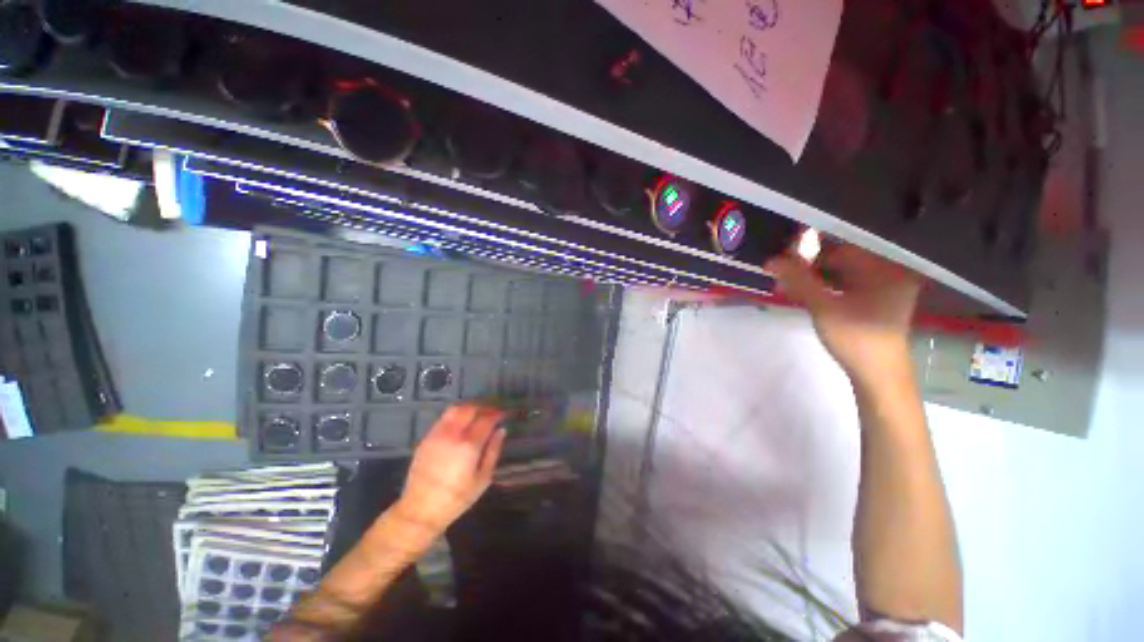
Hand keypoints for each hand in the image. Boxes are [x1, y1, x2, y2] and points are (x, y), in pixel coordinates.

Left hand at [395, 403, 506, 534]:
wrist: (420, 511)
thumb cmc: (457, 498)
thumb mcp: (483, 479)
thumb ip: (493, 451)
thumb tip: (501, 430)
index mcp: (469, 445)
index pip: (487, 419)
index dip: (498, 413)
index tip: (504, 413)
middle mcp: (452, 434)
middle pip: (470, 408)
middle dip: (483, 406)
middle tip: (492, 411)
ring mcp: (437, 435)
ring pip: (454, 409)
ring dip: (468, 408)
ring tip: (477, 414)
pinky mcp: (426, 439)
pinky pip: (443, 419)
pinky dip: (455, 416)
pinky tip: (460, 424)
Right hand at [766, 244, 921, 385]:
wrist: (877, 375)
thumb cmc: (855, 338)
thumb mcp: (823, 306)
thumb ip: (797, 279)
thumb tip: (770, 259)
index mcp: (888, 267)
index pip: (845, 244)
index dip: (813, 246)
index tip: (785, 251)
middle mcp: (891, 271)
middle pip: (844, 257)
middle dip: (810, 263)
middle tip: (782, 270)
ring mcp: (884, 287)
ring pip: (842, 271)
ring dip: (814, 275)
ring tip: (788, 283)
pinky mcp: (875, 300)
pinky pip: (846, 284)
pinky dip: (824, 286)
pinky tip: (804, 291)